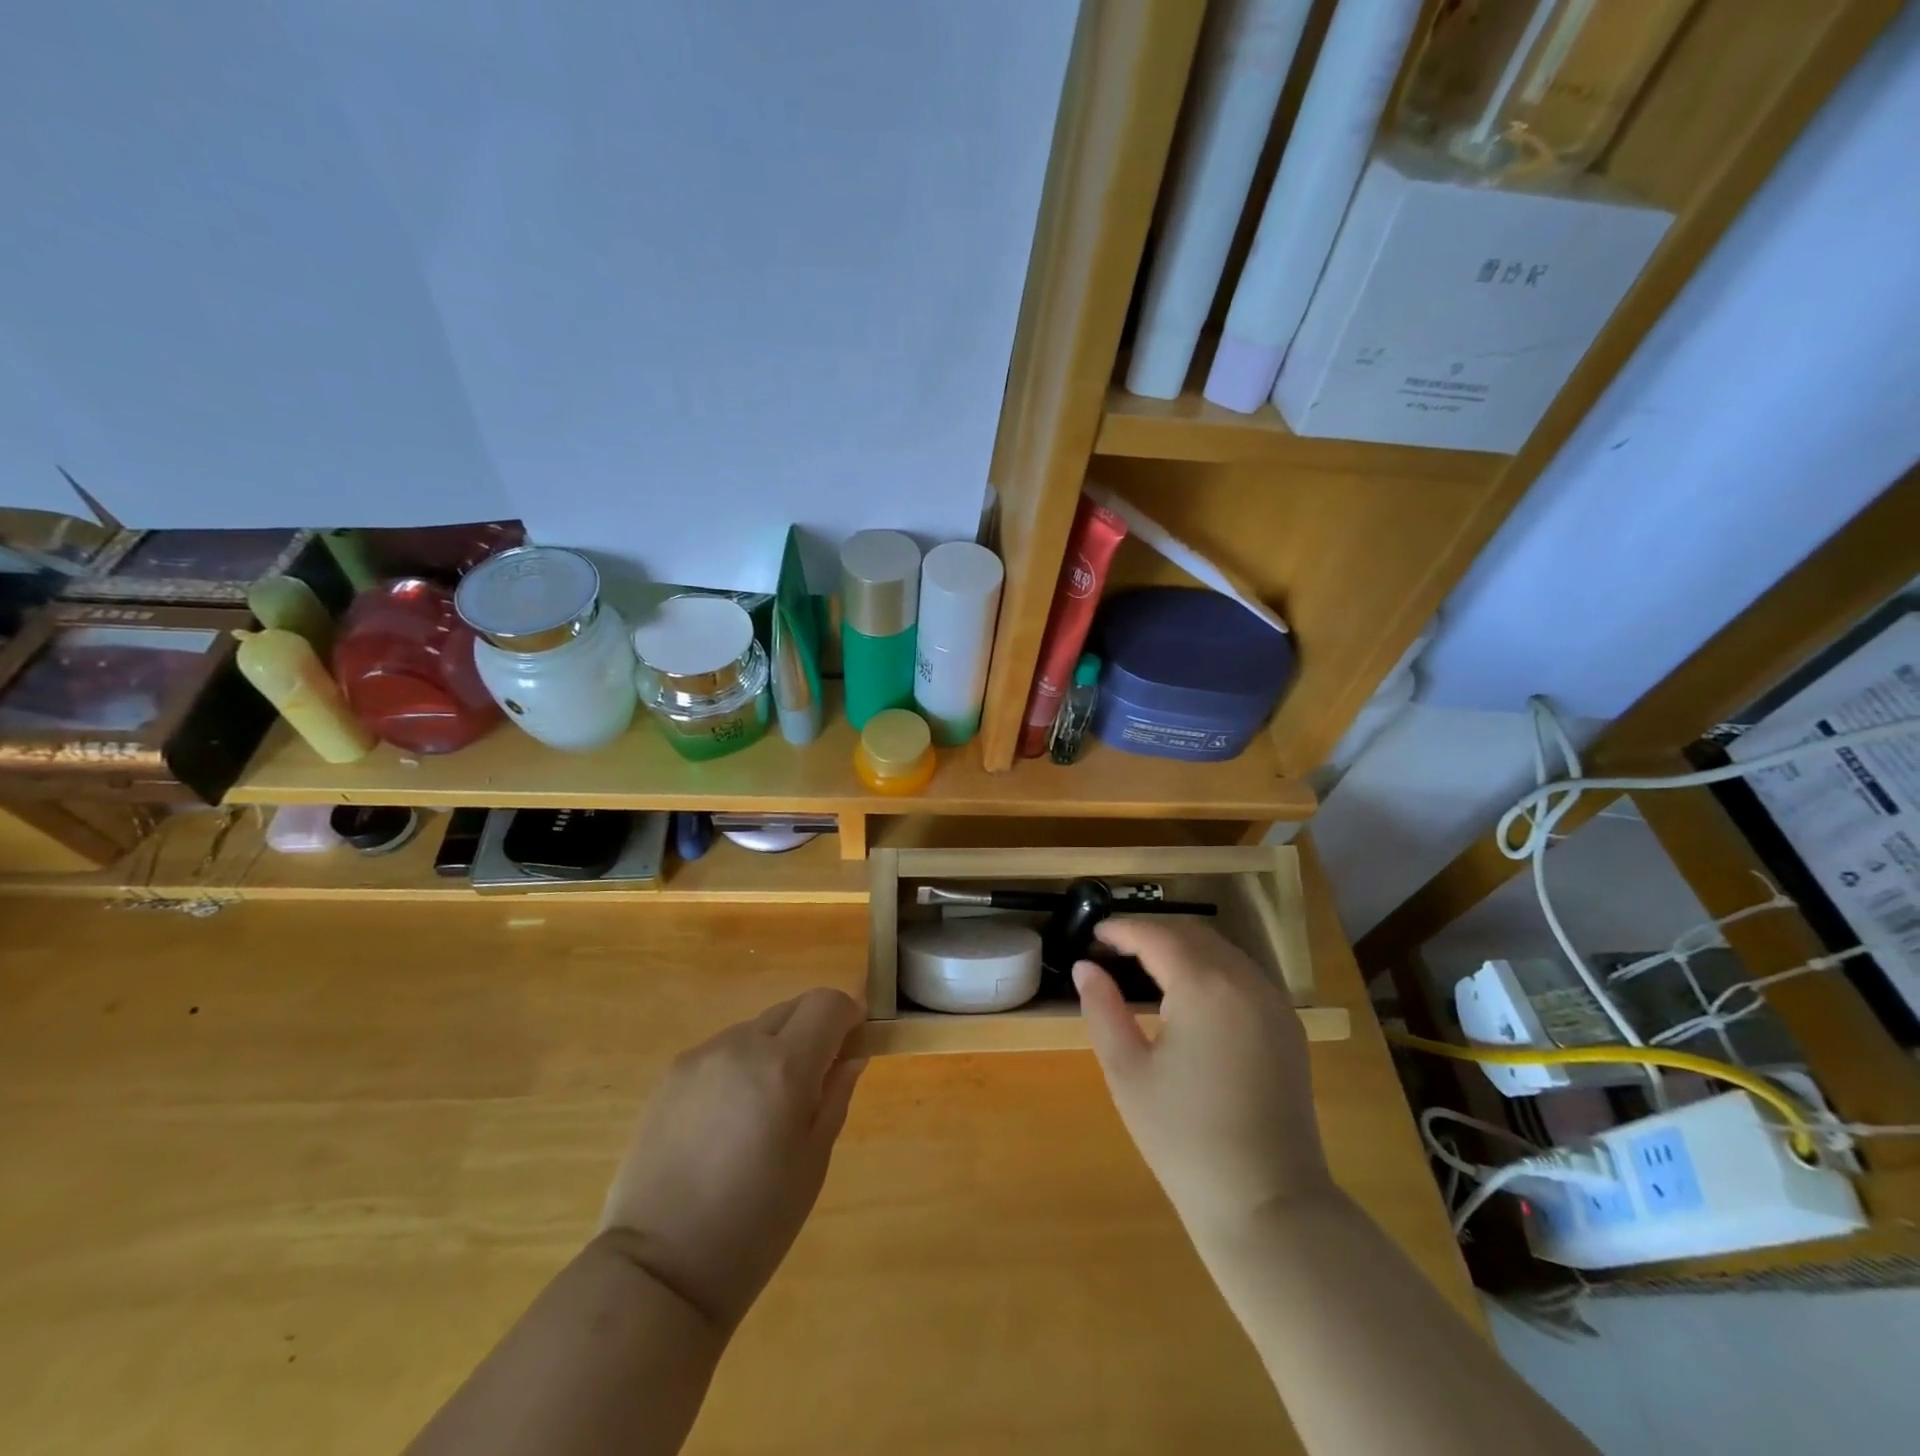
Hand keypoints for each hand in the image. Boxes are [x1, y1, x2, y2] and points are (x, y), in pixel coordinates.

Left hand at [598, 989, 865, 1331]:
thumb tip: (852, 1052)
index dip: (849, 1016)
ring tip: (766, 1108)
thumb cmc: (755, 1225)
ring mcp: (701, 1055)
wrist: (659, 1271)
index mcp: (784, 1066)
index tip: (853, 1045)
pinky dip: (741, 1064)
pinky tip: (730, 1118)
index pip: (828, 1003)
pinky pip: (723, 1050)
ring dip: (775, 1047)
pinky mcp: (671, 1073)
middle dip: (814, 1029)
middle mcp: (741, 1045)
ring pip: (756, 1028)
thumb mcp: (814, 1161)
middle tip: (815, 1082)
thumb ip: (836, 1093)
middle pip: (793, 1008)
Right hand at [1074, 918, 1331, 1238]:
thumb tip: (1085, 967)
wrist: (1267, 1203)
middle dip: (1152, 933)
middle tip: (1114, 949)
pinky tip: (1189, 993)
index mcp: (1204, 987)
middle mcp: (1245, 981)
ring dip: (1182, 947)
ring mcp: (1274, 1003)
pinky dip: (1211, 967)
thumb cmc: (1184, 1138)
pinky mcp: (1288, 1027)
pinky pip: (1243, 974)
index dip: (1122, 929)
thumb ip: (1103, 1009)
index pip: (1157, 936)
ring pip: (1221, 950)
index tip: (1094, 934)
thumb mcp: (1127, 1072)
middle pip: (1192, 934)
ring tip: (1145, 966)